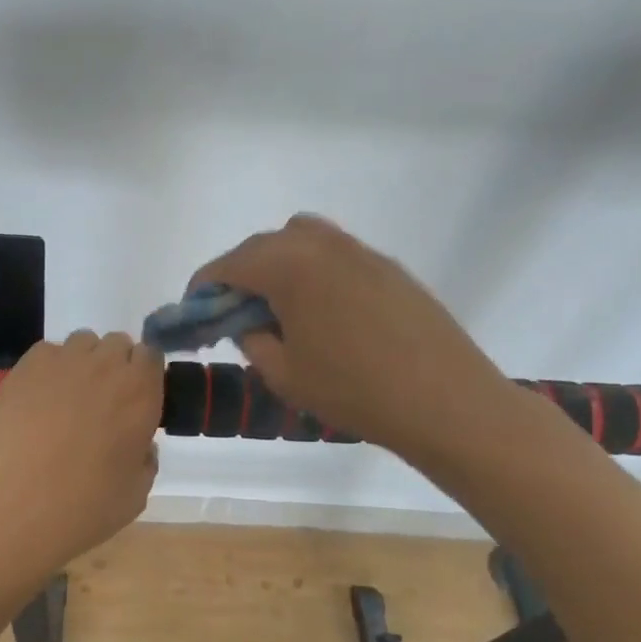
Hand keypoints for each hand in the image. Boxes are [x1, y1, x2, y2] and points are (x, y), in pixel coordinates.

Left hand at [0, 331, 163, 569]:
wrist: (17, 505)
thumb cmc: (85, 506)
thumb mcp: (136, 493)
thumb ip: (145, 459)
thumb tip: (140, 445)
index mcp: (141, 392)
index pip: (151, 356)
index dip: (143, 374)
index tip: (135, 398)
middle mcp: (106, 366)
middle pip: (117, 344)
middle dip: (114, 366)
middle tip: (101, 400)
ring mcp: (64, 361)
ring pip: (82, 342)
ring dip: (82, 362)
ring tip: (67, 397)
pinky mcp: (27, 366)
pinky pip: (46, 352)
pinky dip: (48, 368)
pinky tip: (38, 398)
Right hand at [191, 214, 516, 461]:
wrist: (446, 402)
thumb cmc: (354, 391)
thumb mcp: (284, 374)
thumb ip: (253, 339)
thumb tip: (248, 321)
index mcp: (289, 266)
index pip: (229, 264)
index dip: (203, 286)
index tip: (194, 308)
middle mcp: (322, 245)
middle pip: (263, 245)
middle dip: (239, 272)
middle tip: (233, 310)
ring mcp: (360, 251)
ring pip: (301, 239)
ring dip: (277, 262)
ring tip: (278, 304)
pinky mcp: (388, 266)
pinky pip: (335, 253)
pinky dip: (313, 269)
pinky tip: (323, 310)